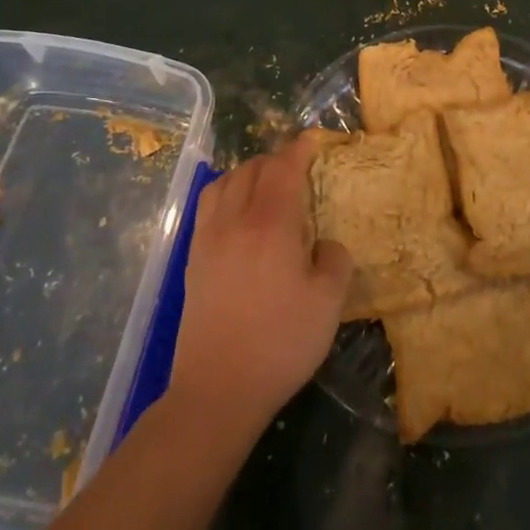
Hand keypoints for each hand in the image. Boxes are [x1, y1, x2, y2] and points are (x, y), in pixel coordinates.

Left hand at [167, 134, 351, 434]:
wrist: (217, 388)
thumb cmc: (280, 343)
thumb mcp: (329, 303)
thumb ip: (334, 261)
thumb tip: (324, 244)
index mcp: (272, 223)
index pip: (285, 168)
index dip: (300, 149)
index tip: (314, 141)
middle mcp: (236, 219)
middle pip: (254, 168)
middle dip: (277, 159)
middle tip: (297, 169)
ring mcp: (210, 236)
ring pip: (226, 181)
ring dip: (249, 172)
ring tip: (266, 184)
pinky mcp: (194, 257)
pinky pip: (208, 203)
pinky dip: (226, 191)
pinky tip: (237, 211)